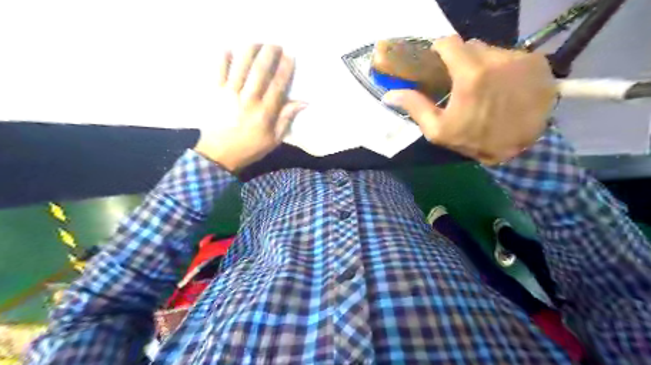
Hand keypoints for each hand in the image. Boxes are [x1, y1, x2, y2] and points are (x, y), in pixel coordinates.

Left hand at [193, 44, 307, 172]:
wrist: (218, 155)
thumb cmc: (250, 148)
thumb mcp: (274, 139)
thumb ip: (286, 119)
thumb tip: (303, 102)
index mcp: (264, 112)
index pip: (278, 84)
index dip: (285, 68)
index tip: (290, 55)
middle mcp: (248, 99)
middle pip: (260, 70)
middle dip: (269, 53)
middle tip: (275, 44)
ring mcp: (229, 93)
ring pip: (241, 65)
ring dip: (250, 49)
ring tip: (257, 43)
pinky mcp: (214, 92)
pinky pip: (218, 69)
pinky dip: (224, 56)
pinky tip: (231, 48)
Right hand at [383, 36, 556, 164]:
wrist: (524, 151)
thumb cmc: (476, 140)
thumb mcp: (439, 130)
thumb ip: (416, 107)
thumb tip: (389, 95)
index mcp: (470, 75)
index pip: (449, 43)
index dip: (439, 50)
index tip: (437, 63)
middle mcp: (497, 59)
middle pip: (470, 46)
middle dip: (461, 60)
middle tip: (459, 81)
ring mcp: (520, 59)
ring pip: (492, 50)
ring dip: (483, 64)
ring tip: (483, 87)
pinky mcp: (538, 63)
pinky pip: (512, 57)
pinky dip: (504, 68)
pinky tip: (504, 87)